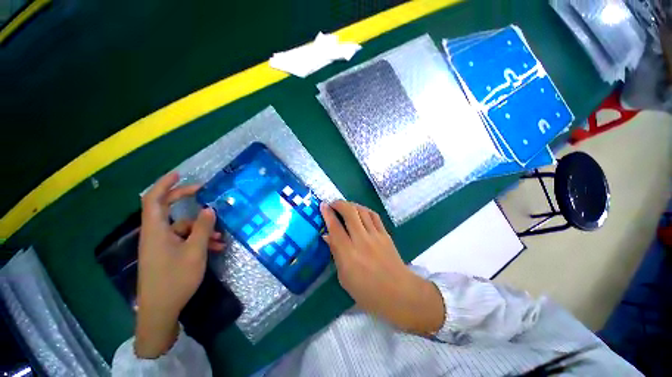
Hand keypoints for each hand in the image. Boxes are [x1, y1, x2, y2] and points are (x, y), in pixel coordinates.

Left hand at [134, 172, 223, 357]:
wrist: (160, 310)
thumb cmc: (175, 279)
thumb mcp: (195, 252)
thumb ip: (203, 228)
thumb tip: (209, 209)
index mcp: (156, 231)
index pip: (154, 199)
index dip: (165, 184)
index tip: (180, 174)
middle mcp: (156, 234)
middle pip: (167, 209)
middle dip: (185, 199)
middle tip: (204, 192)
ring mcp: (161, 245)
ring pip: (182, 227)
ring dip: (201, 228)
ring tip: (221, 236)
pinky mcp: (167, 253)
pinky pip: (184, 239)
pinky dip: (199, 240)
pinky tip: (215, 247)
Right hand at [320, 201, 444, 334]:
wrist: (399, 293)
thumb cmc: (368, 292)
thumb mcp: (345, 278)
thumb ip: (336, 254)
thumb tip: (327, 236)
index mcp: (348, 253)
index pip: (335, 227)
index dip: (327, 214)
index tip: (323, 205)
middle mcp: (361, 240)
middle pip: (349, 212)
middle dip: (339, 204)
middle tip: (333, 204)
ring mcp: (375, 235)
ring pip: (362, 211)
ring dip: (352, 205)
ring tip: (346, 207)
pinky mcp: (386, 234)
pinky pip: (374, 216)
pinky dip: (365, 210)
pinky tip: (361, 212)